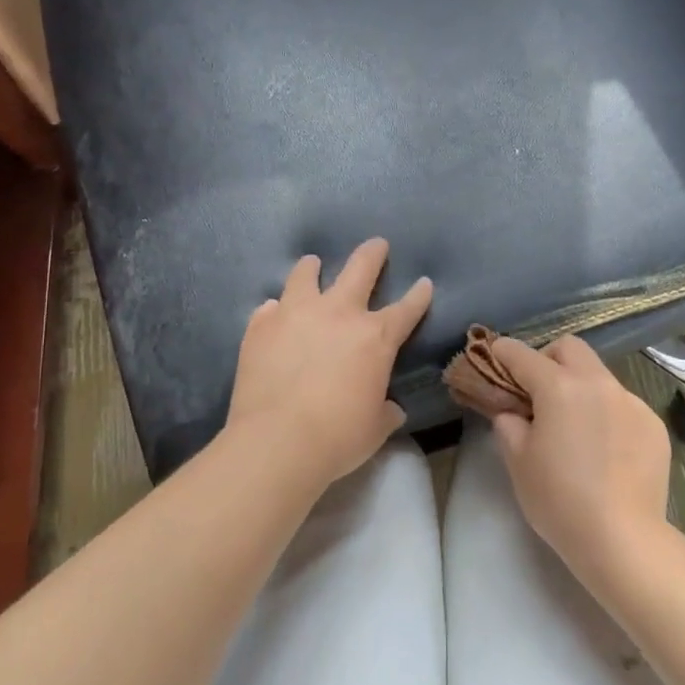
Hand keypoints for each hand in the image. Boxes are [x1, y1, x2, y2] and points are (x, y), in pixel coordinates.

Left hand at [226, 239, 433, 490]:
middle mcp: (338, 314)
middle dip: (372, 254)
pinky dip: (276, 310)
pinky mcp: (260, 327)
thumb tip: (390, 407)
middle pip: (360, 269)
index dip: (419, 295)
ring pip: (306, 275)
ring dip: (312, 268)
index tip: (424, 282)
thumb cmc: (338, 437)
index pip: (406, 309)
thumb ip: (386, 410)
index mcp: (376, 337)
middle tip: (377, 244)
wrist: (277, 441)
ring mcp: (296, 314)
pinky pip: (270, 308)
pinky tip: (274, 315)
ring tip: (312, 264)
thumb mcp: (376, 427)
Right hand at [487, 336, 672, 589]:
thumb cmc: (559, 499)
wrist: (622, 538)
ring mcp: (632, 402)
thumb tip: (513, 412)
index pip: (523, 355)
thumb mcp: (518, 461)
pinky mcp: (653, 425)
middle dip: (548, 359)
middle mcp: (599, 383)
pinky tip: (605, 451)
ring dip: (580, 388)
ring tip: (575, 428)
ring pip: (599, 377)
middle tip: (537, 392)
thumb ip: (509, 424)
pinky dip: (607, 414)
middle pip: (570, 348)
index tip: (494, 357)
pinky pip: (623, 406)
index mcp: (560, 387)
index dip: (502, 353)